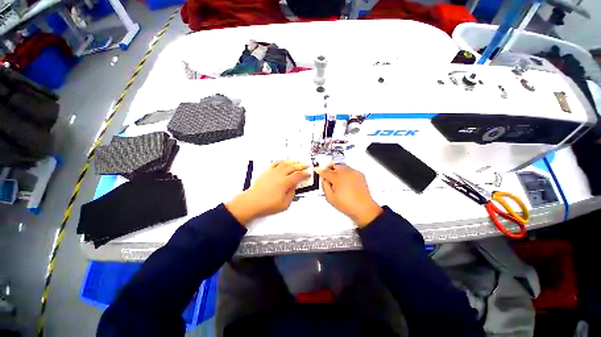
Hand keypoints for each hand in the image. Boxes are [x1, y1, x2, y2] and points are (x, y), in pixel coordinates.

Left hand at [226, 161, 310, 225]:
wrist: (252, 201)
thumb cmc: (268, 204)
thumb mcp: (284, 204)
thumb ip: (292, 194)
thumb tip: (294, 186)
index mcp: (285, 183)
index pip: (298, 176)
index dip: (305, 174)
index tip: (309, 173)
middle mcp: (280, 175)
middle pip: (293, 167)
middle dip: (301, 166)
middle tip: (307, 165)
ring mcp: (273, 172)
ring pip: (285, 163)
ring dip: (293, 162)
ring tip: (298, 162)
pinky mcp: (267, 171)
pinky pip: (276, 163)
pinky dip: (282, 161)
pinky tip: (285, 161)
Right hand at [316, 164, 381, 227]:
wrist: (364, 209)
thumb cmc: (347, 205)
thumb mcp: (330, 198)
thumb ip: (324, 186)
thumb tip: (323, 179)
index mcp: (338, 178)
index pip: (326, 171)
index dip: (320, 170)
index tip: (317, 169)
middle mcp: (346, 173)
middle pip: (334, 165)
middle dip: (329, 168)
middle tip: (327, 174)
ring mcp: (354, 173)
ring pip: (342, 166)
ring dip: (337, 170)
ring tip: (336, 179)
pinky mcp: (360, 175)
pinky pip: (349, 169)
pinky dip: (345, 172)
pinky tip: (344, 181)